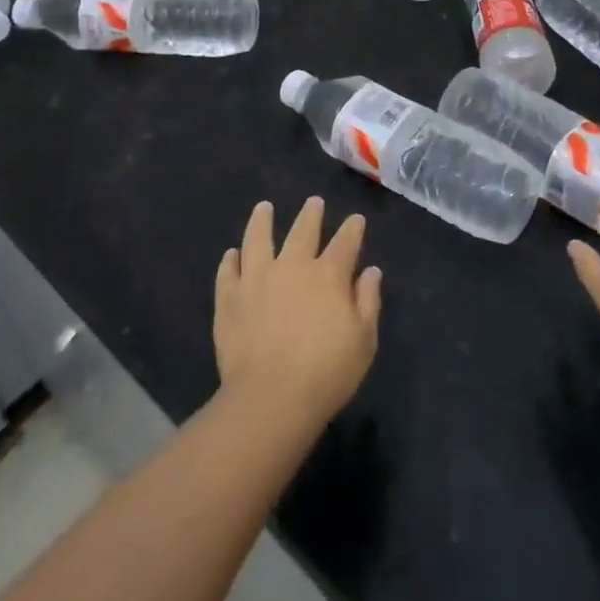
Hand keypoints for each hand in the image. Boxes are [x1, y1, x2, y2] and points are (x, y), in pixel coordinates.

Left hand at [214, 197, 381, 432]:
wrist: (270, 398)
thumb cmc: (326, 373)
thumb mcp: (364, 340)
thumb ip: (368, 301)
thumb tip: (370, 271)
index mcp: (328, 275)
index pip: (345, 242)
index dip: (353, 229)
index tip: (356, 219)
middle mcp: (292, 266)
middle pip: (303, 231)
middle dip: (311, 214)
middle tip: (314, 202)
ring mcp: (256, 279)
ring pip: (258, 238)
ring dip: (262, 221)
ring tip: (264, 208)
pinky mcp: (229, 298)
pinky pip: (228, 271)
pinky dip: (231, 260)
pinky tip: (232, 254)